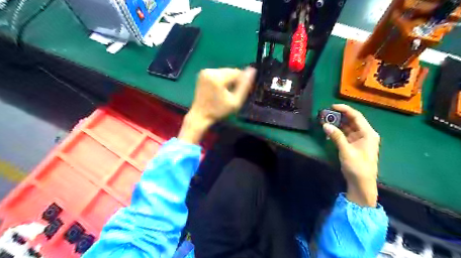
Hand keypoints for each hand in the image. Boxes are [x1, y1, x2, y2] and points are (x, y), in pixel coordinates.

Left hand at [178, 68, 255, 143]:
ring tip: (227, 92)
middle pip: (230, 71)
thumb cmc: (218, 111)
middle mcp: (210, 71)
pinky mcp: (202, 74)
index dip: (243, 80)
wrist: (200, 115)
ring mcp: (205, 72)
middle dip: (235, 80)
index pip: (237, 72)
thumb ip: (244, 86)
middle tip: (236, 92)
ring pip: (224, 72)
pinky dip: (221, 80)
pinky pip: (218, 74)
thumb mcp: (235, 102)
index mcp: (217, 77)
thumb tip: (252, 70)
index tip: (245, 90)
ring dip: (229, 80)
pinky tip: (220, 90)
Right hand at [321, 104, 379, 206]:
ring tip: (325, 120)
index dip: (345, 109)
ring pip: (347, 127)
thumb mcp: (346, 151)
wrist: (362, 183)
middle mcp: (365, 134)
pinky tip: (329, 130)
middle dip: (339, 116)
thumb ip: (336, 137)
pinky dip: (337, 132)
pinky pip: (345, 134)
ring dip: (337, 123)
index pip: (356, 116)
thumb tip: (325, 125)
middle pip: (352, 120)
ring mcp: (359, 139)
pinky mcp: (353, 145)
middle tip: (325, 113)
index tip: (332, 106)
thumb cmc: (358, 167)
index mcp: (368, 133)